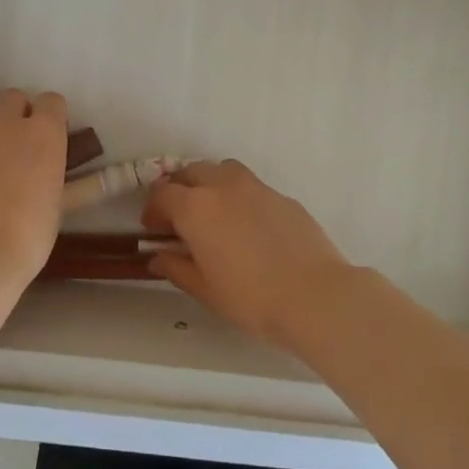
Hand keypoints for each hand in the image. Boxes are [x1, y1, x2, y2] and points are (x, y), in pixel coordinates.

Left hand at [0, 89, 69, 288]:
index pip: (52, 101)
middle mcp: (7, 124)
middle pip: (14, 98)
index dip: (54, 117)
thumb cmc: (29, 232)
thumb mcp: (60, 207)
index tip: (57, 138)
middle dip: (22, 112)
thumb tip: (105, 177)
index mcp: (43, 131)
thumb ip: (77, 184)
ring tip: (2, 155)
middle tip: (28, 144)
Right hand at [142, 159, 355, 351]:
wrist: (314, 296)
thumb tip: (159, 257)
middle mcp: (223, 187)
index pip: (163, 194)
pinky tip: (248, 226)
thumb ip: (177, 267)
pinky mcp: (282, 196)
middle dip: (179, 189)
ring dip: (210, 183)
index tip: (154, 229)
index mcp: (197, 208)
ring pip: (223, 170)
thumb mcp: (205, 289)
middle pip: (191, 172)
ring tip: (213, 212)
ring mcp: (256, 188)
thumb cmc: (251, 298)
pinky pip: (251, 186)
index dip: (153, 209)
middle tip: (179, 218)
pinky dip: (239, 196)